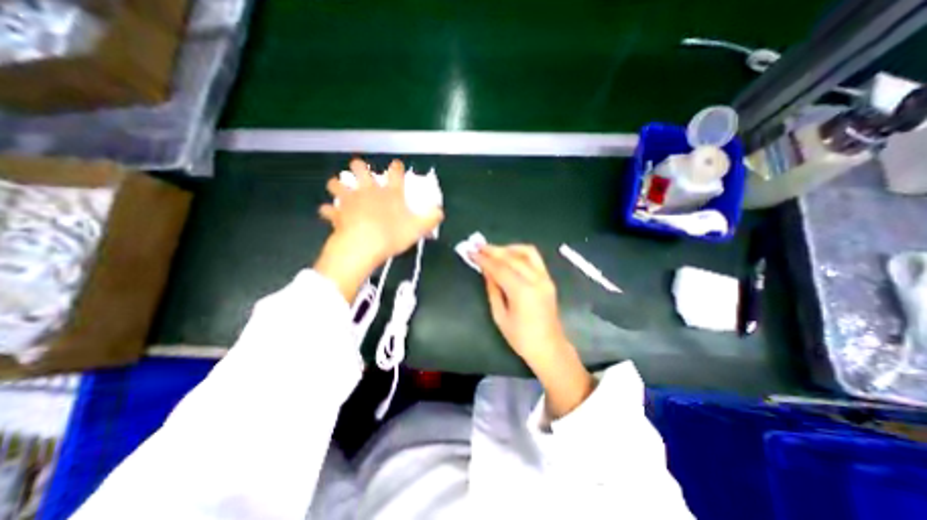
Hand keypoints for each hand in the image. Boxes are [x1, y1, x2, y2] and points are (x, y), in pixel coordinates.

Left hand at [315, 161, 445, 301]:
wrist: (364, 245)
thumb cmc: (393, 234)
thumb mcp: (418, 228)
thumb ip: (431, 218)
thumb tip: (440, 212)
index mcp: (390, 193)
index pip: (395, 174)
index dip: (396, 168)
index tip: (396, 165)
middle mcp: (369, 191)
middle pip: (360, 170)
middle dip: (359, 167)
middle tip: (360, 170)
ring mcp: (350, 201)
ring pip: (337, 184)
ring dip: (337, 185)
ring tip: (338, 186)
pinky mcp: (337, 214)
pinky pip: (328, 210)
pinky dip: (328, 211)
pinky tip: (328, 213)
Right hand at [472, 245, 592, 420]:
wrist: (549, 347)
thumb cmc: (521, 338)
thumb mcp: (500, 315)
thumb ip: (493, 289)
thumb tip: (485, 270)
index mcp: (522, 292)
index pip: (499, 268)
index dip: (484, 259)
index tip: (471, 252)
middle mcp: (536, 280)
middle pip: (512, 258)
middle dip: (493, 250)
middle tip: (478, 246)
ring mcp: (545, 278)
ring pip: (527, 252)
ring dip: (508, 248)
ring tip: (493, 250)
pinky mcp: (549, 279)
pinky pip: (535, 258)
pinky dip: (520, 253)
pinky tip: (509, 255)